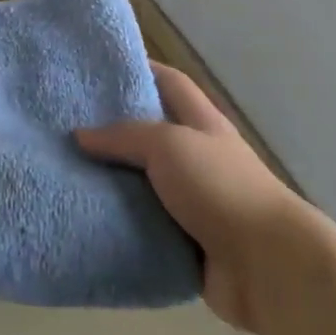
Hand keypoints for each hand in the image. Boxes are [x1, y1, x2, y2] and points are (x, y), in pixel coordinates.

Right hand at [78, 61, 308, 334]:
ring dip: (114, 184)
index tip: (100, 68)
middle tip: (69, 127)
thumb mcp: (169, 145)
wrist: (268, 265)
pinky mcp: (187, 246)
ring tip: (67, 175)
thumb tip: (81, 134)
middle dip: (115, 132)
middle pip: (151, 135)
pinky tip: (87, 222)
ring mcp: (195, 203)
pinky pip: (146, 230)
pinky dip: (122, 227)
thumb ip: (125, 136)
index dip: (140, 70)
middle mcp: (197, 157)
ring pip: (145, 185)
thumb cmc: (220, 186)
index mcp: (201, 122)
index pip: (169, 82)